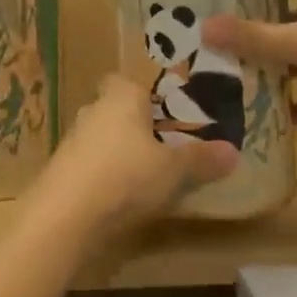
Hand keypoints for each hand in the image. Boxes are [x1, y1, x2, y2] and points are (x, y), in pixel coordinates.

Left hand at [31, 75, 236, 235]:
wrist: (64, 216)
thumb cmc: (125, 176)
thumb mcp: (173, 170)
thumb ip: (202, 159)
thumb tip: (233, 152)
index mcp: (121, 95)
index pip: (130, 80)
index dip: (148, 94)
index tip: (169, 113)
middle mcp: (94, 108)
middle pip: (118, 108)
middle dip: (138, 125)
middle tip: (166, 146)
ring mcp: (74, 138)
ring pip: (104, 136)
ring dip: (121, 151)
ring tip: (148, 175)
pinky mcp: (63, 168)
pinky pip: (91, 162)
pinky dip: (106, 173)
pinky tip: (121, 197)